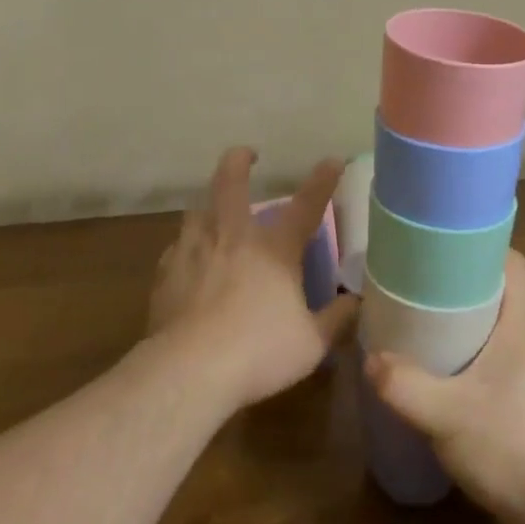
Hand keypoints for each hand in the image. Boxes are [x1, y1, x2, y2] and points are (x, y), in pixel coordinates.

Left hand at [148, 146, 357, 414]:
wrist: (189, 369)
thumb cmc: (258, 352)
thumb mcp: (311, 342)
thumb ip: (337, 319)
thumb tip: (358, 302)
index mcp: (274, 248)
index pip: (306, 205)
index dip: (323, 180)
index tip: (333, 160)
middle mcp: (232, 236)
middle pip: (231, 182)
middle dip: (239, 160)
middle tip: (246, 154)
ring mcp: (194, 249)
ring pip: (197, 210)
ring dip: (209, 205)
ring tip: (213, 214)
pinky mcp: (166, 271)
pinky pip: (177, 248)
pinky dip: (187, 248)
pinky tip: (188, 263)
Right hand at [364, 250, 524, 523]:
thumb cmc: (514, 446)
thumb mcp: (449, 415)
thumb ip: (405, 386)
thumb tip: (370, 359)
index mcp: (520, 326)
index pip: (512, 264)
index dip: (481, 247)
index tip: (442, 246)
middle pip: (497, 293)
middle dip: (458, 285)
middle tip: (416, 284)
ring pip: (493, 329)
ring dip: (461, 323)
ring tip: (418, 324)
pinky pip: (492, 362)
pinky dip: (466, 357)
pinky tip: (438, 375)